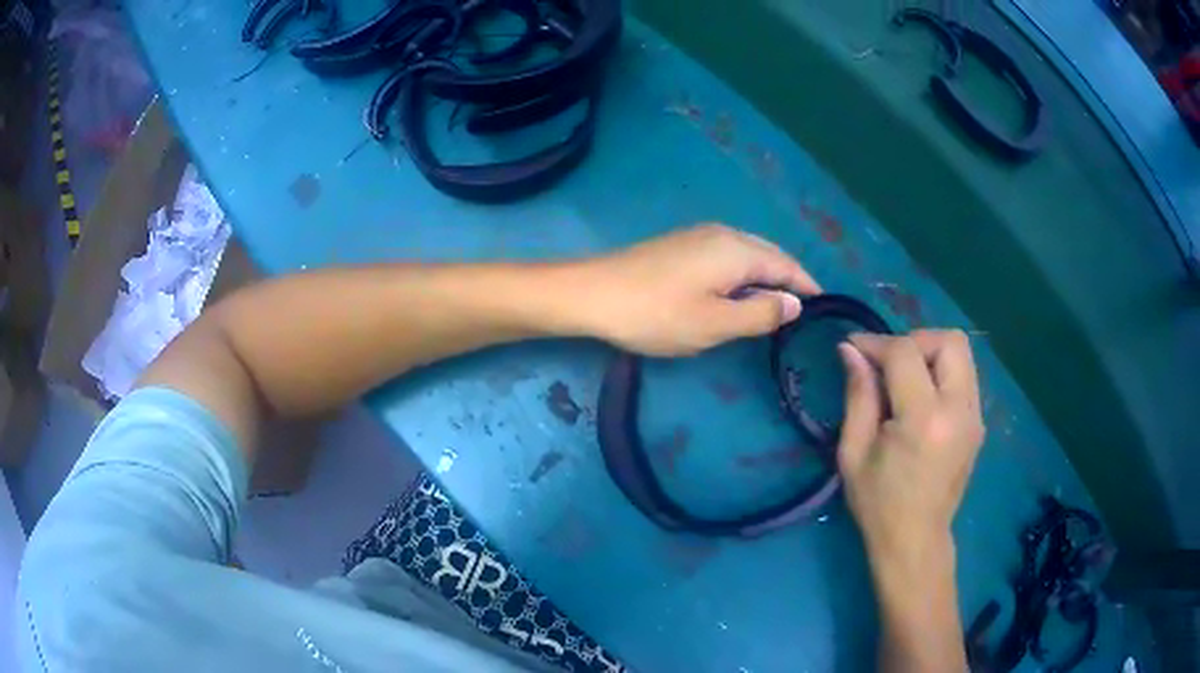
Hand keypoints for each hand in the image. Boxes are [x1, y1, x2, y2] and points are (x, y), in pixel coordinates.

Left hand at [579, 224, 819, 355]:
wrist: (592, 294)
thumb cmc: (657, 314)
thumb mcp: (716, 323)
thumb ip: (761, 313)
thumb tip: (795, 303)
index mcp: (738, 250)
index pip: (787, 266)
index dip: (808, 287)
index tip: (826, 307)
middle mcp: (724, 234)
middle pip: (770, 255)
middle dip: (789, 280)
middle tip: (804, 311)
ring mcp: (699, 236)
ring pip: (748, 255)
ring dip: (766, 278)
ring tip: (776, 307)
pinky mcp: (681, 246)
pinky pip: (727, 257)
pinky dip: (743, 275)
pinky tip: (738, 295)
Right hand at [836, 330, 985, 574]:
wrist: (915, 540)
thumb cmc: (878, 503)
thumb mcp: (854, 452)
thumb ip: (858, 395)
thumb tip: (850, 350)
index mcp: (924, 420)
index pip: (905, 353)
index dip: (876, 343)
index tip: (853, 347)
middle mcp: (959, 410)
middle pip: (949, 341)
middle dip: (914, 340)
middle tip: (889, 363)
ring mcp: (974, 417)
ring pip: (962, 353)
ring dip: (930, 354)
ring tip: (904, 379)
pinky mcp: (978, 423)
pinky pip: (964, 376)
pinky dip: (941, 373)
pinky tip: (920, 398)